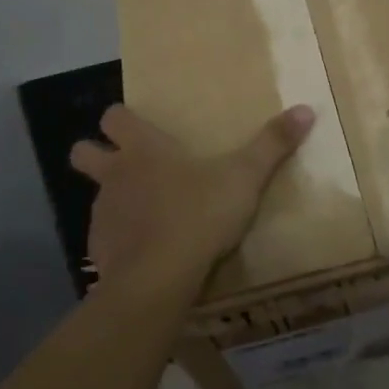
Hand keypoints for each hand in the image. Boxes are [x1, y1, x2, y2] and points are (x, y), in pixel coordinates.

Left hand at [69, 103, 314, 286]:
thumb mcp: (245, 176)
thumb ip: (273, 144)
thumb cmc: (198, 215)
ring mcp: (102, 214)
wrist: (158, 280)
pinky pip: (104, 237)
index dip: (121, 119)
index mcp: (143, 149)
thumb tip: (307, 109)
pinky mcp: (99, 251)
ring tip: (146, 214)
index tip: (138, 126)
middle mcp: (115, 175)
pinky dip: (120, 239)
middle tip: (127, 165)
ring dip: (113, 199)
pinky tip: (145, 252)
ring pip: (95, 196)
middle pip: (82, 152)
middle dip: (94, 153)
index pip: (113, 117)